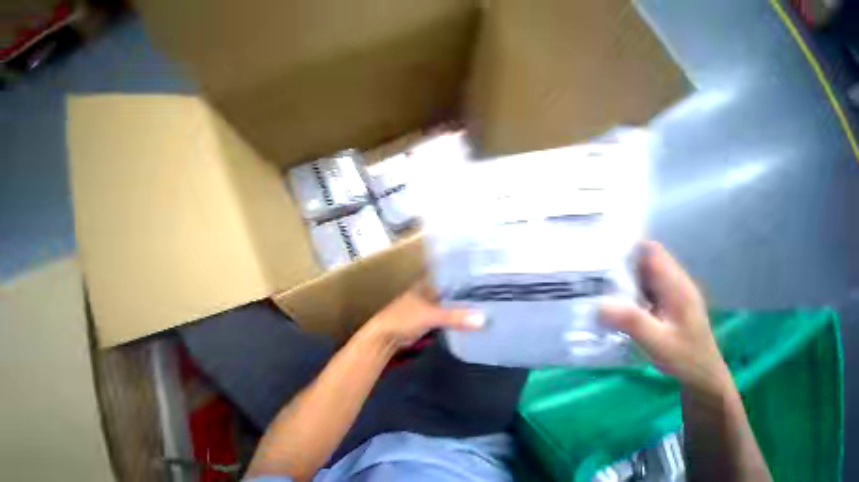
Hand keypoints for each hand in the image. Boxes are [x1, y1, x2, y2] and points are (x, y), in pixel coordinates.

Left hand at [361, 284, 484, 350]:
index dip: (465, 275)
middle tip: (490, 290)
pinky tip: (470, 316)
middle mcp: (430, 291)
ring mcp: (430, 304)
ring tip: (485, 301)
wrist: (385, 337)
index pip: (450, 275)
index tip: (484, 275)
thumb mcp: (431, 315)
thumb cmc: (405, 318)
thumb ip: (455, 317)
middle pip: (452, 289)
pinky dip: (457, 315)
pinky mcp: (430, 318)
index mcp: (429, 283)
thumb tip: (482, 318)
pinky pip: (447, 314)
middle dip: (467, 290)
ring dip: (463, 303)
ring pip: (450, 302)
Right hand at [601, 241, 731, 393]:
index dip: (626, 242)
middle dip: (613, 256)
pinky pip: (636, 284)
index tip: (597, 244)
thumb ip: (632, 322)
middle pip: (641, 257)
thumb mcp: (659, 342)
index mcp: (675, 285)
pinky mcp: (659, 300)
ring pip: (637, 271)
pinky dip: (619, 284)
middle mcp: (671, 283)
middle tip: (584, 260)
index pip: (651, 250)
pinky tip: (602, 292)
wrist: (702, 377)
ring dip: (615, 270)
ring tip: (587, 273)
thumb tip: (598, 304)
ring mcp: (665, 291)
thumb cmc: (685, 358)